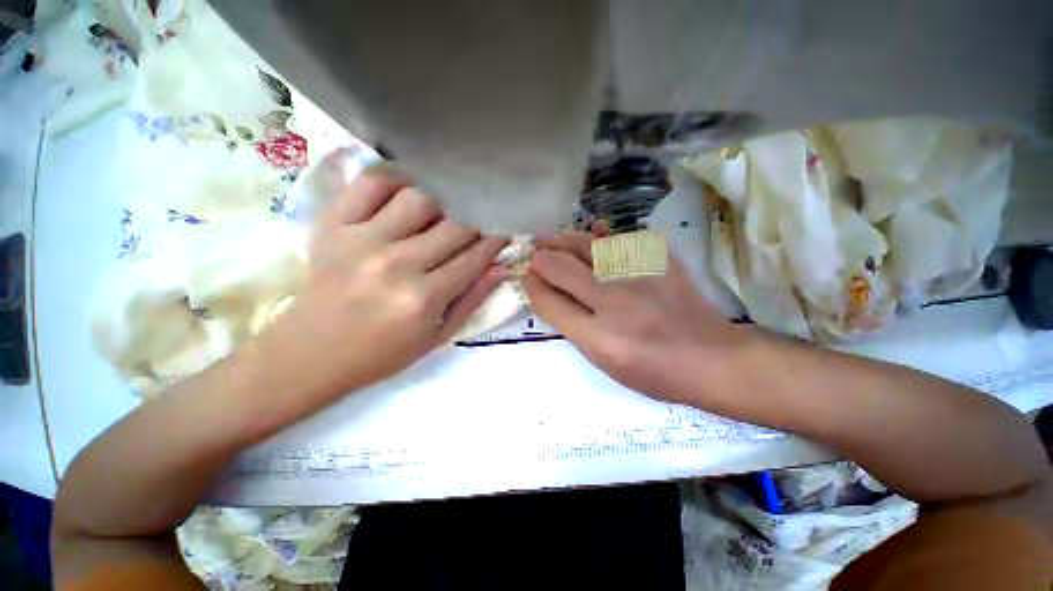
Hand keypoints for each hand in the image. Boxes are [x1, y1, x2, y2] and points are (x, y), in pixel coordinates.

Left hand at [268, 171, 508, 399]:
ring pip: (420, 200)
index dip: (494, 244)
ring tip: (432, 225)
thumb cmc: (382, 352)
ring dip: (437, 210)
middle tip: (468, 239)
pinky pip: (371, 184)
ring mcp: (363, 240)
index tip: (501, 237)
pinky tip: (402, 200)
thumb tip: (502, 267)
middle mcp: (397, 264)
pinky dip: (393, 184)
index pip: (474, 257)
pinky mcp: (334, 226)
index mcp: (424, 298)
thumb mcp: (437, 336)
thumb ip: (473, 299)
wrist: (310, 354)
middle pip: (454, 227)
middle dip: (471, 230)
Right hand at [523, 232, 748, 404]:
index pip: (548, 302)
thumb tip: (548, 292)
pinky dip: (599, 237)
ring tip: (552, 240)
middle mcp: (615, 302)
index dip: (531, 285)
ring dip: (562, 240)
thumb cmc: (653, 371)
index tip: (526, 276)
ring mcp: (639, 275)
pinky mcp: (659, 259)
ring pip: (586, 245)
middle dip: (540, 258)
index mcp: (599, 338)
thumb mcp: (603, 361)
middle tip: (534, 253)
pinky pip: (618, 239)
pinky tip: (591, 237)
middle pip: (561, 267)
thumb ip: (572, 325)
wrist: (711, 358)